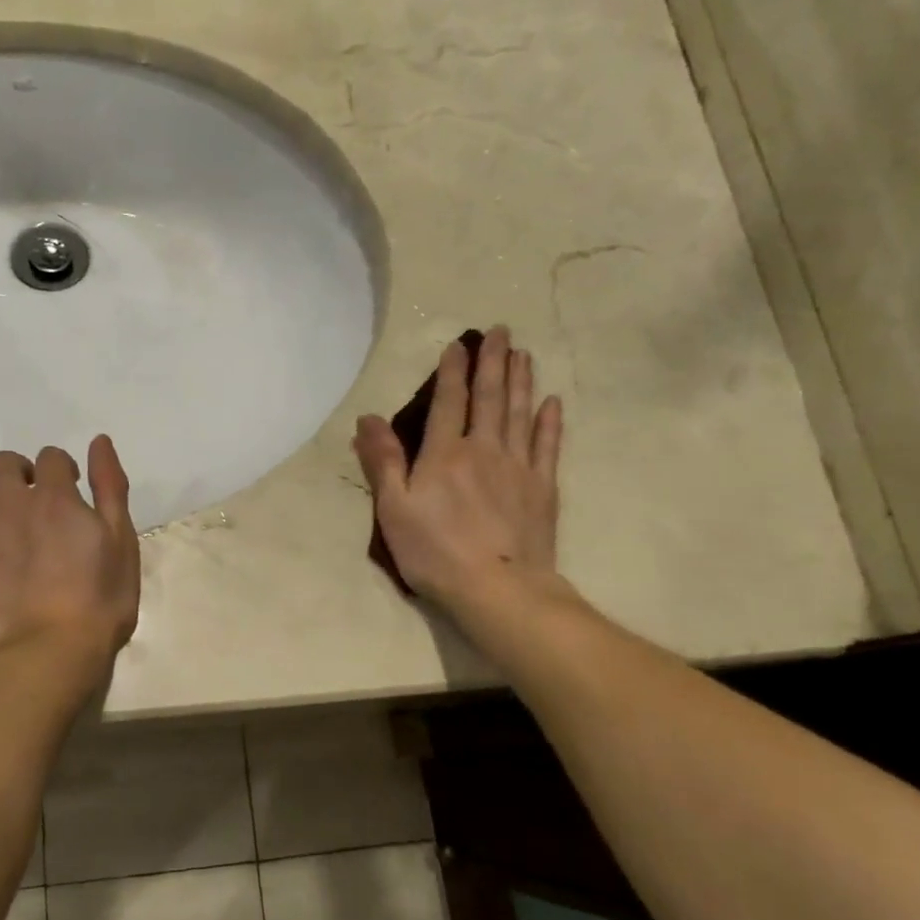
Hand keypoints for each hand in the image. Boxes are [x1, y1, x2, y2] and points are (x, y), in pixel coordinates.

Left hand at [0, 436, 140, 661]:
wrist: (50, 651)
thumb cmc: (100, 599)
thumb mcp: (121, 541)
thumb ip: (110, 487)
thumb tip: (99, 441)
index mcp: (55, 496)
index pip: (50, 456)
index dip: (63, 470)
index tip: (73, 492)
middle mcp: (12, 504)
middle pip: (3, 463)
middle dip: (21, 473)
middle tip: (38, 502)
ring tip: (12, 525)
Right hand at [354, 326, 564, 611]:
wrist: (497, 589)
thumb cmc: (434, 551)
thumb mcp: (393, 509)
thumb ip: (383, 462)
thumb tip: (368, 419)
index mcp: (444, 454)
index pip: (448, 402)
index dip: (452, 372)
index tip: (458, 344)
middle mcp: (484, 450)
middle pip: (490, 398)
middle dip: (493, 362)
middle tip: (501, 331)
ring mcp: (518, 468)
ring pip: (520, 414)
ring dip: (521, 381)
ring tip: (522, 354)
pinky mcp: (542, 489)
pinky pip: (548, 446)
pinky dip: (549, 422)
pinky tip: (552, 403)